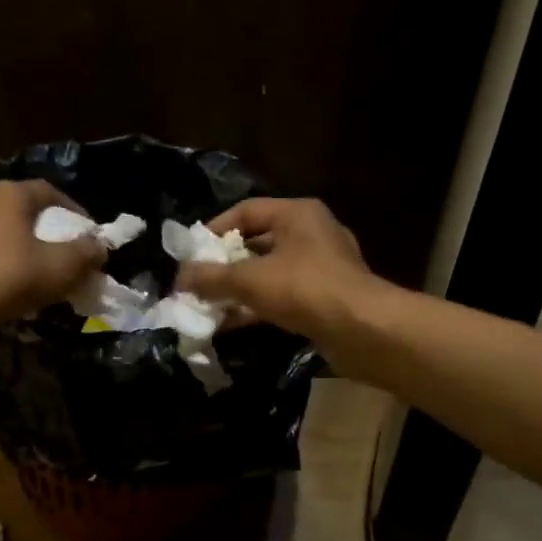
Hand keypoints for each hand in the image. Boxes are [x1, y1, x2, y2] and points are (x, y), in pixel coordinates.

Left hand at [0, 179, 105, 327]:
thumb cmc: (9, 275)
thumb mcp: (62, 266)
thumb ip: (86, 253)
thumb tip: (99, 248)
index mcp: (8, 193)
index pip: (49, 191)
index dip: (75, 212)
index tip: (90, 237)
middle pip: (25, 214)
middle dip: (50, 236)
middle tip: (69, 259)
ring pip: (4, 238)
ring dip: (26, 255)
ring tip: (45, 280)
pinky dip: (4, 270)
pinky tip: (16, 293)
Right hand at [176, 197, 375, 343]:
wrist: (362, 330)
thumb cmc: (304, 289)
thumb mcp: (249, 279)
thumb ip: (211, 277)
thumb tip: (179, 278)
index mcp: (297, 214)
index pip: (246, 210)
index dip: (214, 229)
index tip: (191, 253)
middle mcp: (312, 233)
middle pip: (257, 242)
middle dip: (224, 264)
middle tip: (197, 281)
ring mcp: (322, 267)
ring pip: (269, 272)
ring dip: (239, 289)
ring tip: (209, 305)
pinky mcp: (326, 298)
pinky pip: (282, 296)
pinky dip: (257, 306)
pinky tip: (232, 323)